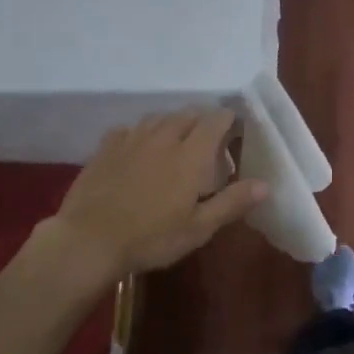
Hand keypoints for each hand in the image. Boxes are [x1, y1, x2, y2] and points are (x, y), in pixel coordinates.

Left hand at [49, 108, 266, 282]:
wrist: (88, 240)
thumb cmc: (150, 237)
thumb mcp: (198, 228)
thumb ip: (232, 203)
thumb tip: (265, 185)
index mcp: (191, 154)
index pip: (216, 120)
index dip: (228, 120)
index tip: (235, 130)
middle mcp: (164, 137)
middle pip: (188, 114)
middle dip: (202, 120)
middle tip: (207, 141)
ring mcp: (132, 139)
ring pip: (159, 118)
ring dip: (172, 123)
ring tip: (175, 140)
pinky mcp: (106, 147)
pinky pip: (129, 128)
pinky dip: (141, 133)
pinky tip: (138, 148)